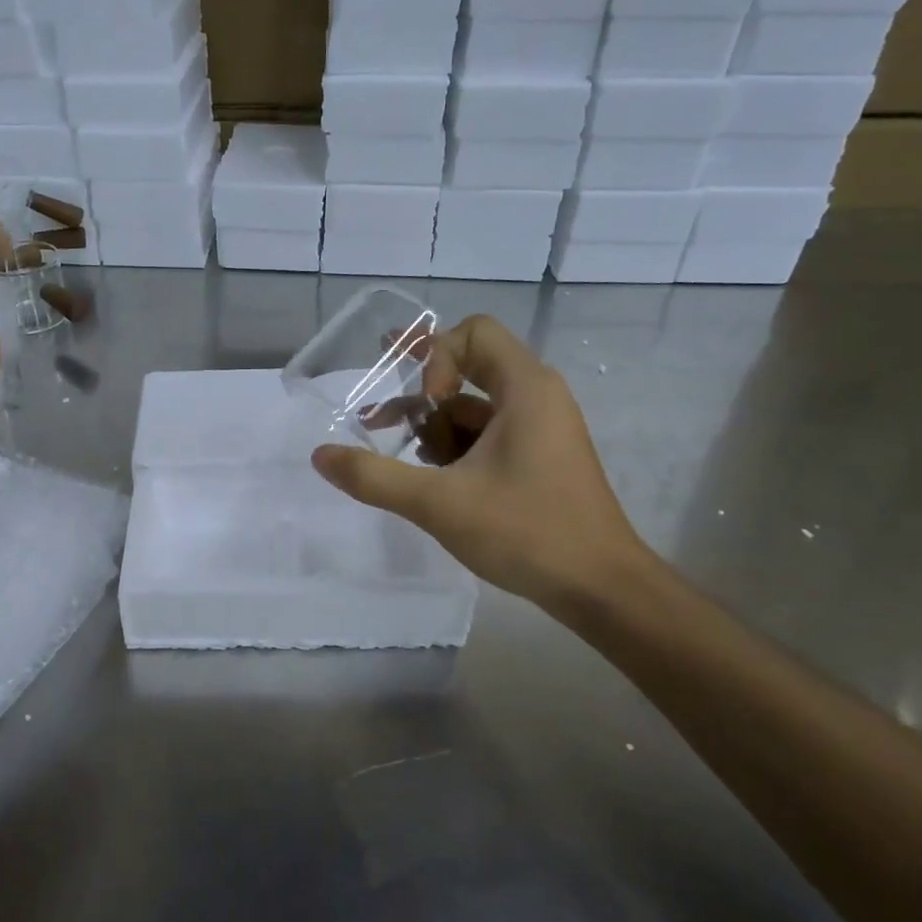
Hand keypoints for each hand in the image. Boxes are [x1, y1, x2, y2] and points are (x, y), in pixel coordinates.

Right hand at [311, 314, 651, 618]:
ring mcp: (542, 428)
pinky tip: (432, 481)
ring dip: (434, 425)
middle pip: (470, 366)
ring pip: (476, 406)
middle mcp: (538, 397)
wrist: (601, 589)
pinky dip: (456, 447)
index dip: (435, 356)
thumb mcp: (438, 503)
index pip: (473, 332)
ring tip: (401, 459)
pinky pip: (489, 434)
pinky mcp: (540, 457)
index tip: (421, 403)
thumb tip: (320, 456)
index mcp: (526, 388)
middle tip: (379, 418)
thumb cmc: (526, 532)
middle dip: (421, 392)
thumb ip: (374, 477)